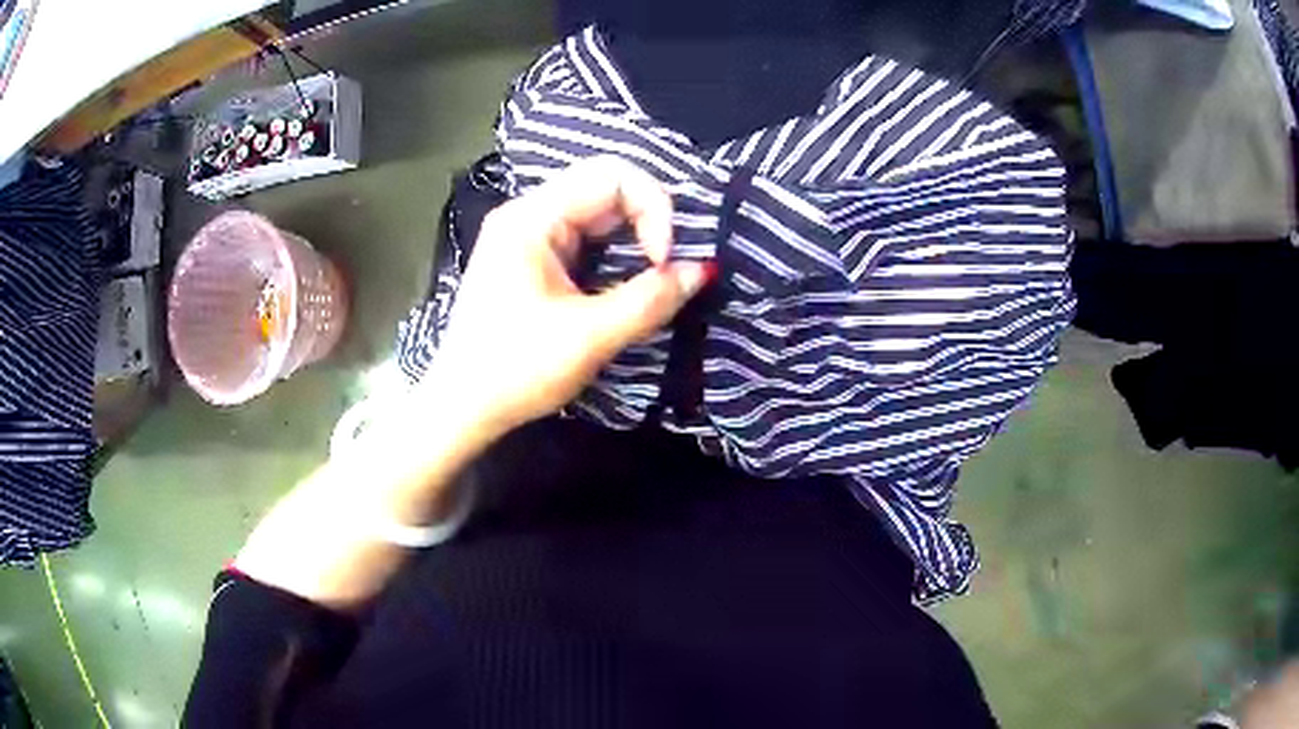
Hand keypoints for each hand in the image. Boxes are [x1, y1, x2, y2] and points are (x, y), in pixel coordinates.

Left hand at [426, 156, 710, 437]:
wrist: (462, 408)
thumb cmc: (516, 371)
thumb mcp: (590, 337)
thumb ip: (650, 299)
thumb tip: (704, 270)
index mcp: (532, 218)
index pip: (613, 175)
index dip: (654, 208)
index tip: (665, 262)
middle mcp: (527, 214)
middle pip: (606, 188)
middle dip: (648, 222)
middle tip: (666, 268)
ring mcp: (526, 236)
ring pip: (598, 213)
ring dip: (634, 239)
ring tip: (652, 277)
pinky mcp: (531, 260)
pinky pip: (584, 238)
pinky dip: (614, 254)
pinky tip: (625, 282)